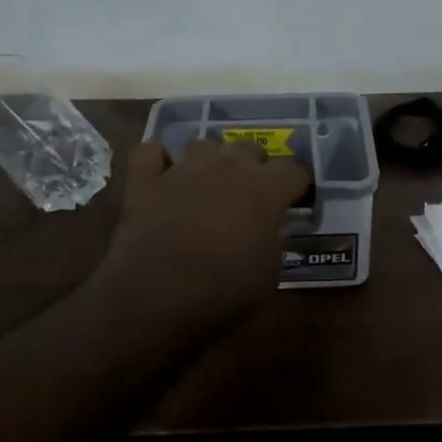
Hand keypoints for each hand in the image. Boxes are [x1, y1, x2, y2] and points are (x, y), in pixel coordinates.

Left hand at [99, 138, 310, 323]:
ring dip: (209, 160)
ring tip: (206, 183)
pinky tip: (160, 175)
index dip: (296, 184)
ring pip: (202, 144)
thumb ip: (274, 242)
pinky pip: (149, 152)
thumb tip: (270, 230)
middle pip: (249, 147)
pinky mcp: (145, 180)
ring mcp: (184, 169)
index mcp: (266, 189)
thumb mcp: (269, 275)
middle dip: (253, 165)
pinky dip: (157, 160)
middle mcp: (227, 167)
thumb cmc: (225, 291)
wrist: (158, 297)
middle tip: (249, 193)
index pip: (294, 170)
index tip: (293, 199)